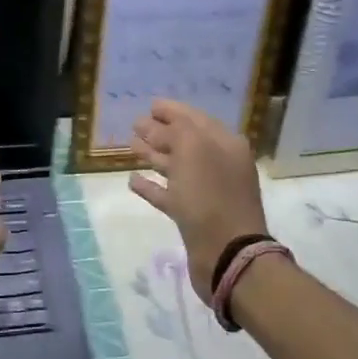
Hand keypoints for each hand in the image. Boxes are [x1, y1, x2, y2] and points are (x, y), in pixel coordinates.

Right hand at [129, 99, 269, 301]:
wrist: (227, 254)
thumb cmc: (210, 194)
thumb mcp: (195, 149)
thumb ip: (178, 130)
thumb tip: (160, 123)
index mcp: (224, 144)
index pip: (195, 118)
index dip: (173, 110)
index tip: (150, 104)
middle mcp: (217, 164)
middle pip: (184, 141)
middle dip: (160, 131)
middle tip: (135, 124)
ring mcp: (205, 191)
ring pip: (175, 166)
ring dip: (153, 155)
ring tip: (130, 145)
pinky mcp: (192, 216)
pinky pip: (168, 194)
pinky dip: (151, 186)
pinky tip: (133, 179)